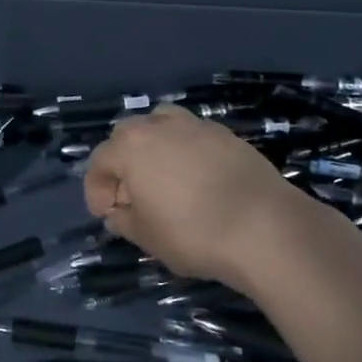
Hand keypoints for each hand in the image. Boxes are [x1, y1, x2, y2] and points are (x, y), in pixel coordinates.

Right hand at [84, 105, 316, 287]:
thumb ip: (123, 220)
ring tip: (164, 176)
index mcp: (130, 147)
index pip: (99, 161)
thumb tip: (119, 211)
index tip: (107, 214)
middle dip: (122, 162)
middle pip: (127, 135)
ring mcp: (196, 126)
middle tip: (132, 195)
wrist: (264, 227)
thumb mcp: (146, 237)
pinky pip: (193, 136)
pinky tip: (198, 179)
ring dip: (154, 146)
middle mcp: (159, 126)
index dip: (96, 189)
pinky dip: (187, 151)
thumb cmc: (193, 233)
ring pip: (162, 124)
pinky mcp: (227, 134)